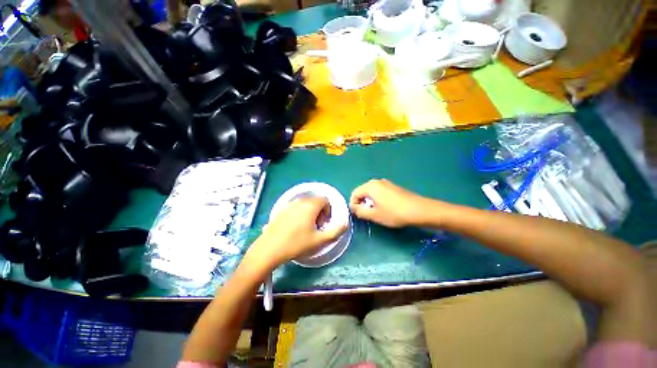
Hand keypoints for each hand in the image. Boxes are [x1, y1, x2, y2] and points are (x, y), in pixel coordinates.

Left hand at [245, 197, 347, 269]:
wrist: (269, 250)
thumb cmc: (296, 244)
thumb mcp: (319, 240)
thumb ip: (336, 231)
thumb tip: (345, 223)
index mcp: (310, 205)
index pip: (325, 200)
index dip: (328, 211)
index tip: (324, 224)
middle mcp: (299, 201)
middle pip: (315, 201)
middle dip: (320, 212)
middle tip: (317, 227)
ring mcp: (288, 205)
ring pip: (305, 204)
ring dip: (310, 212)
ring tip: (306, 228)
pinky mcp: (280, 210)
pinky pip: (295, 207)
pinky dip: (300, 213)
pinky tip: (294, 227)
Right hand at [350, 179, 434, 227]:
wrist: (419, 210)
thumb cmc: (394, 213)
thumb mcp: (374, 215)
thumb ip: (359, 211)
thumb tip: (353, 208)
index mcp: (370, 186)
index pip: (354, 194)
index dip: (353, 205)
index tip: (358, 215)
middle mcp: (376, 181)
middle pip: (362, 192)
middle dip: (362, 203)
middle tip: (367, 215)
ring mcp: (386, 183)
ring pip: (371, 193)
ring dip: (370, 202)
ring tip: (377, 212)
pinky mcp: (393, 187)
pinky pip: (379, 192)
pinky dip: (377, 200)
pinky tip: (385, 208)